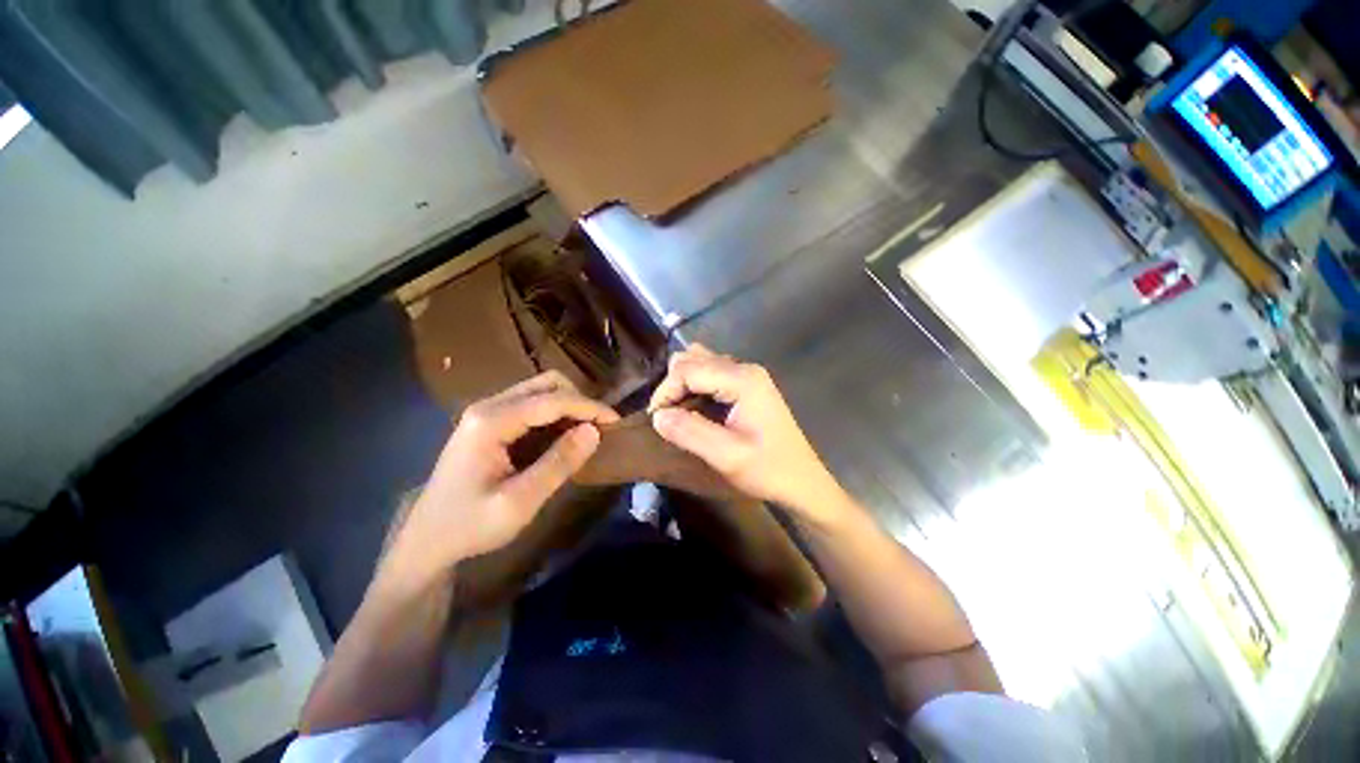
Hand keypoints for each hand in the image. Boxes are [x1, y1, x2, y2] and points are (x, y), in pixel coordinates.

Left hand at [383, 372, 617, 586]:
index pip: (552, 400)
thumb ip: (558, 464)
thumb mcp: (519, 503)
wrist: (427, 541)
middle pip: (547, 383)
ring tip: (588, 430)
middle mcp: (488, 406)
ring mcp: (487, 411)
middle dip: (580, 400)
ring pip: (541, 389)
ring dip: (570, 404)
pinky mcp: (490, 421)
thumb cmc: (470, 526)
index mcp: (490, 422)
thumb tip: (595, 431)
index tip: (616, 422)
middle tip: (601, 427)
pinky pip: (532, 403)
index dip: (589, 407)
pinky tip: (565, 433)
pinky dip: (557, 412)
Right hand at [648, 346, 851, 527]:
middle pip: (692, 359)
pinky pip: (710, 373)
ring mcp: (747, 374)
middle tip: (669, 418)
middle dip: (672, 386)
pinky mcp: (746, 384)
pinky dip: (695, 386)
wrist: (802, 481)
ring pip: (699, 362)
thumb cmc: (768, 470)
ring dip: (682, 384)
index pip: (687, 369)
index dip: (665, 392)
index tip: (657, 421)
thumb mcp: (727, 456)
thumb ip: (690, 432)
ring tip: (680, 413)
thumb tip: (657, 416)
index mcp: (742, 379)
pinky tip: (696, 409)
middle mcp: (744, 368)